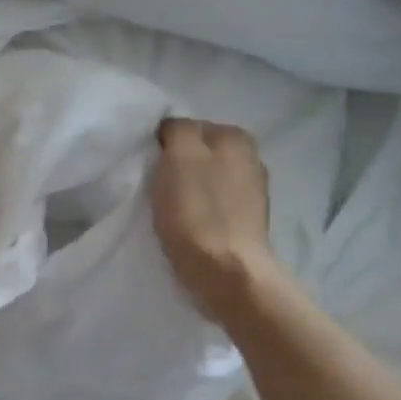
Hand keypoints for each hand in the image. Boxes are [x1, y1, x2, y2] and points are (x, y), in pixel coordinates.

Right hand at [152, 118, 276, 323]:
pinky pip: (212, 205)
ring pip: (206, 179)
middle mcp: (251, 158)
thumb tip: (173, 127)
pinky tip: (185, 225)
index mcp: (236, 137)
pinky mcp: (246, 222)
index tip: (149, 165)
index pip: (188, 126)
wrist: (226, 273)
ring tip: (167, 208)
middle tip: (154, 186)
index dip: (163, 144)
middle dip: (177, 166)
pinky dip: (198, 211)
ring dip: (186, 189)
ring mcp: (252, 192)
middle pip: (199, 153)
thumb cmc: (197, 212)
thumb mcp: (180, 157)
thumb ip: (178, 130)